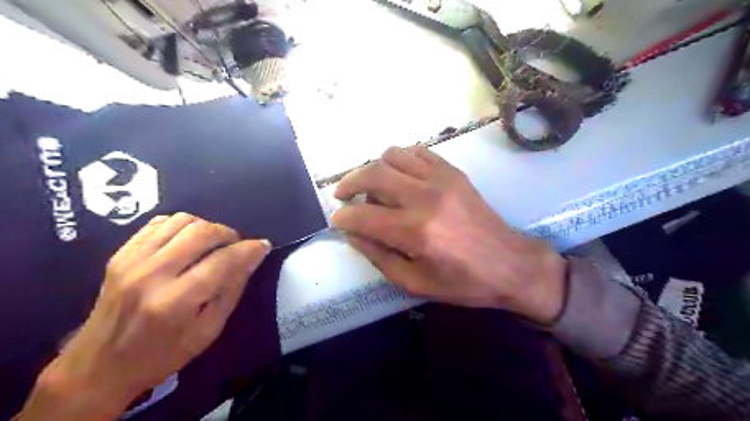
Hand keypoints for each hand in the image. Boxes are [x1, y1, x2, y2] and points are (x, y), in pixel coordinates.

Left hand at [17, 214, 273, 420]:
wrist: (98, 367)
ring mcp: (132, 261)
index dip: (249, 249)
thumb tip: (254, 257)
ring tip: (213, 244)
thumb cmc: (162, 355)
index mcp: (175, 301)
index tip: (263, 245)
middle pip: (202, 232)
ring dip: (207, 227)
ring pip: (182, 221)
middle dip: (229, 234)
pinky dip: (182, 225)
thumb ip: (232, 290)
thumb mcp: (208, 331)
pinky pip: (159, 222)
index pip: (223, 261)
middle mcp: (151, 274)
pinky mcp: (120, 254)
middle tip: (236, 246)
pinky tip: (188, 241)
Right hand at [330, 147, 564, 323]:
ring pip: (392, 155)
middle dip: (348, 183)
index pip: (363, 216)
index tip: (337, 221)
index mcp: (416, 232)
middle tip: (342, 196)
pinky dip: (401, 160)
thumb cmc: (463, 283)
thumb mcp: (415, 282)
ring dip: (374, 169)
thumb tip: (352, 234)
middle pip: (373, 173)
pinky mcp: (453, 172)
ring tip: (374, 188)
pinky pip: (418, 152)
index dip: (343, 218)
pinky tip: (400, 176)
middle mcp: (425, 198)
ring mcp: (441, 179)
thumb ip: (378, 257)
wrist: (511, 265)